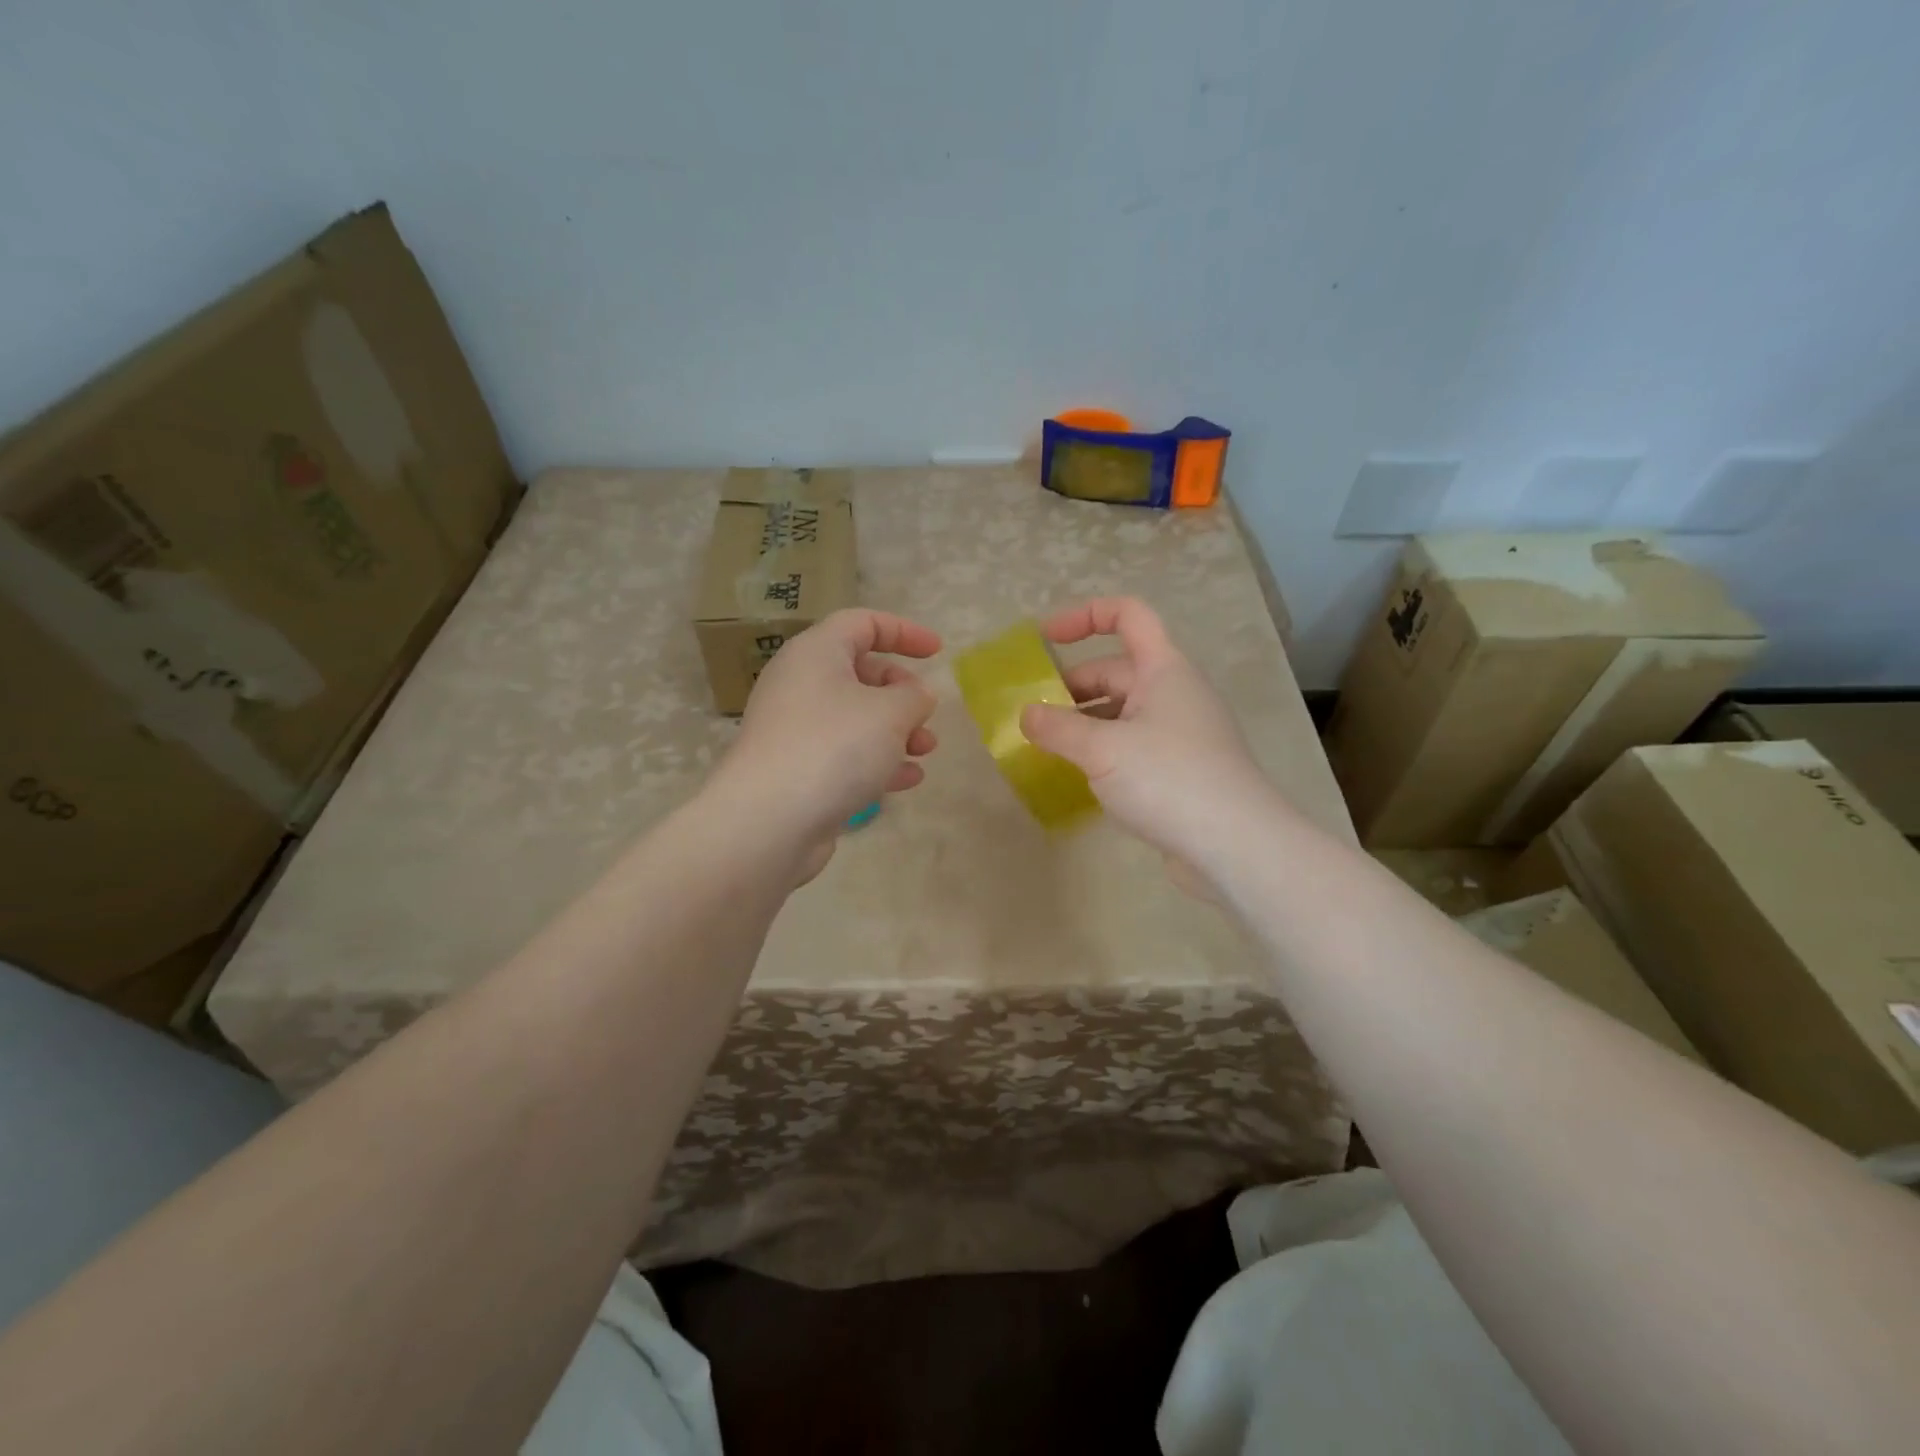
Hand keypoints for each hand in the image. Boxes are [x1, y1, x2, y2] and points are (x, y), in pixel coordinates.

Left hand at [715, 609, 940, 877]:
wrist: (768, 820)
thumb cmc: (834, 747)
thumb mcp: (890, 713)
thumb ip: (914, 696)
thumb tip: (917, 695)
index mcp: (816, 653)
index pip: (863, 623)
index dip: (904, 632)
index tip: (937, 653)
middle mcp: (799, 684)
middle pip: (860, 672)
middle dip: (901, 692)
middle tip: (925, 713)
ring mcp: (794, 729)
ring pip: (854, 717)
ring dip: (896, 730)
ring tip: (925, 751)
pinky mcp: (796, 768)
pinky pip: (843, 753)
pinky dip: (876, 760)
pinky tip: (906, 779)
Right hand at [1019, 597, 1275, 878]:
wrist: (1236, 845)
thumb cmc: (1169, 779)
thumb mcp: (1102, 750)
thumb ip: (1057, 728)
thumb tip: (1026, 714)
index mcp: (1164, 669)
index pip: (1128, 615)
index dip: (1085, 615)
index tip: (1045, 639)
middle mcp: (1175, 692)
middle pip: (1116, 670)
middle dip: (1072, 688)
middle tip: (1033, 717)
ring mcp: (1181, 732)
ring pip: (1122, 712)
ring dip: (1084, 724)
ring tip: (1047, 749)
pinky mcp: (1181, 769)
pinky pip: (1133, 745)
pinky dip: (1103, 751)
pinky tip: (1079, 777)